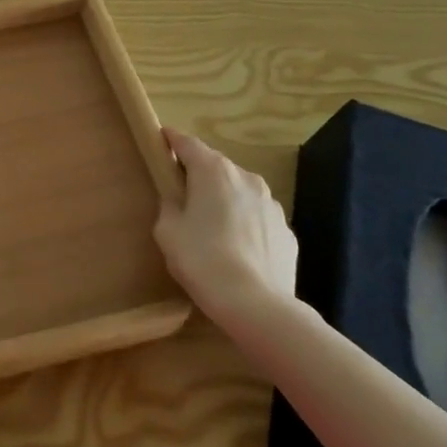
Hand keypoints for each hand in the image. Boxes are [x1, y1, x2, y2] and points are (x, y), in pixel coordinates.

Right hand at [154, 129, 298, 326]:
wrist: (257, 305)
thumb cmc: (203, 260)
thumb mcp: (167, 231)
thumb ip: (169, 205)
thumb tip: (178, 200)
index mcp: (213, 171)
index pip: (187, 143)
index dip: (170, 140)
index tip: (160, 142)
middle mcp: (246, 178)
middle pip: (215, 166)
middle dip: (198, 174)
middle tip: (181, 195)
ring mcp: (271, 204)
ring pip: (239, 191)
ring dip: (224, 199)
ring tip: (212, 228)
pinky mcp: (286, 230)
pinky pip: (257, 217)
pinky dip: (245, 224)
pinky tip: (236, 250)